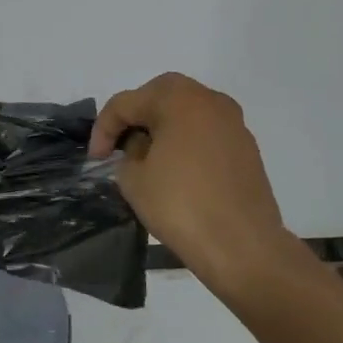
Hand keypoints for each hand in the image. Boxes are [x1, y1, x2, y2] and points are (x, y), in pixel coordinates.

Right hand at [89, 72, 297, 295]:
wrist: (243, 247)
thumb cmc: (182, 206)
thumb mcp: (133, 179)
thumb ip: (128, 153)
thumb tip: (141, 148)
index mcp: (178, 99)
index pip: (127, 103)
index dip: (103, 128)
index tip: (95, 159)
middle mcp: (209, 100)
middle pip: (160, 96)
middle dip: (135, 117)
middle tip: (119, 146)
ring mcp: (233, 123)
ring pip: (186, 112)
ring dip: (162, 127)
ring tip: (146, 158)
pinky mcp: (246, 147)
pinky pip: (206, 132)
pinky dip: (186, 141)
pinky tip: (177, 170)